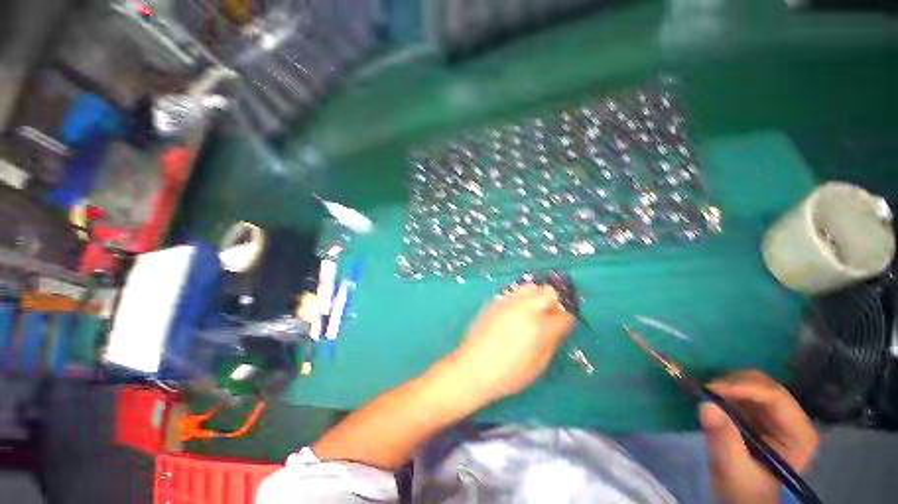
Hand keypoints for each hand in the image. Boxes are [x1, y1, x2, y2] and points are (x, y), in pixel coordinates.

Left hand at [446, 284, 574, 404]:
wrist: (473, 366)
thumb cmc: (508, 373)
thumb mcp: (538, 364)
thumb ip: (552, 340)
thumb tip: (559, 325)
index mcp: (539, 327)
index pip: (564, 314)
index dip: (567, 319)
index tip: (564, 324)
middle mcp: (525, 308)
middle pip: (549, 291)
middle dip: (554, 301)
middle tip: (550, 314)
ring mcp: (508, 302)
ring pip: (531, 286)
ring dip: (537, 295)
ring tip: (533, 310)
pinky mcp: (495, 301)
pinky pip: (514, 292)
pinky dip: (521, 297)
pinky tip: (516, 312)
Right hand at [700, 370, 818, 503]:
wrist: (740, 497)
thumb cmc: (741, 489)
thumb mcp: (731, 469)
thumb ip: (723, 439)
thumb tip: (706, 405)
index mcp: (799, 434)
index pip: (775, 398)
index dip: (744, 388)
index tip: (711, 388)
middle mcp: (793, 418)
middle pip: (765, 386)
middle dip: (734, 383)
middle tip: (705, 389)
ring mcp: (777, 415)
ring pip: (753, 383)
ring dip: (728, 384)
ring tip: (705, 393)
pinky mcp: (759, 414)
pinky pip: (742, 391)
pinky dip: (725, 389)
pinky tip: (711, 396)